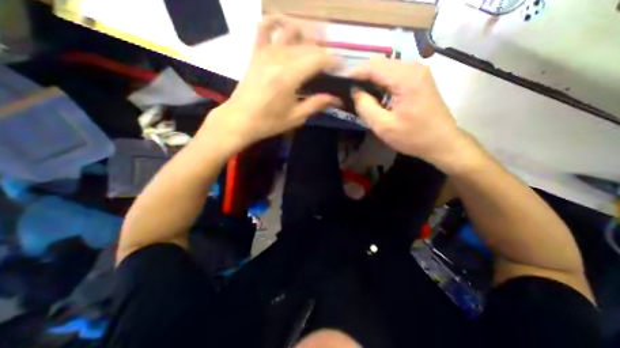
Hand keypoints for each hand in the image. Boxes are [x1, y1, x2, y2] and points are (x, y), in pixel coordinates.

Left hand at [199, 16, 337, 153]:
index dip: (334, 61)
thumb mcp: (295, 117)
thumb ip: (316, 104)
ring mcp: (265, 51)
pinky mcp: (256, 51)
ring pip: (291, 31)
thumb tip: (336, 99)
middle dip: (324, 52)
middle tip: (330, 65)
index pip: (319, 59)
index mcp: (290, 76)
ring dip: (307, 34)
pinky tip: (286, 26)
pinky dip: (277, 21)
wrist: (239, 119)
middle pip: (308, 45)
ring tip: (315, 46)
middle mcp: (279, 57)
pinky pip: (265, 27)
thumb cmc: (268, 122)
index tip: (341, 68)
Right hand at [348, 57, 475, 171]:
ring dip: (371, 79)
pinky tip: (374, 94)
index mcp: (405, 78)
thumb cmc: (412, 137)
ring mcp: (418, 72)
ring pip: (386, 68)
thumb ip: (365, 106)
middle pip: (380, 64)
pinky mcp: (419, 79)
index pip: (373, 66)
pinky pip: (394, 74)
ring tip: (358, 93)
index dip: (354, 73)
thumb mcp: (383, 126)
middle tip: (348, 90)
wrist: (442, 142)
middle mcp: (413, 68)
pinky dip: (381, 82)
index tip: (340, 82)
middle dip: (362, 75)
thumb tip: (354, 91)